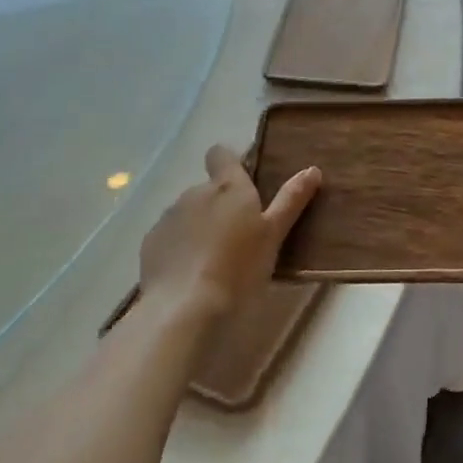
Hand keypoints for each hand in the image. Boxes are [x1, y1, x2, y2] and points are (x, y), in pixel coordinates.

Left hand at [138, 145, 320, 316]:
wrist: (184, 308)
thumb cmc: (240, 268)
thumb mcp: (274, 235)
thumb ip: (291, 200)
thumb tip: (312, 169)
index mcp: (229, 187)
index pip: (221, 155)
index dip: (229, 161)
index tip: (241, 180)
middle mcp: (195, 193)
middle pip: (208, 189)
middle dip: (220, 205)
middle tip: (239, 236)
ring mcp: (169, 217)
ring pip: (188, 213)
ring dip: (199, 226)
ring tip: (214, 260)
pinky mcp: (150, 243)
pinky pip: (170, 236)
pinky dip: (180, 248)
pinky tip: (190, 274)